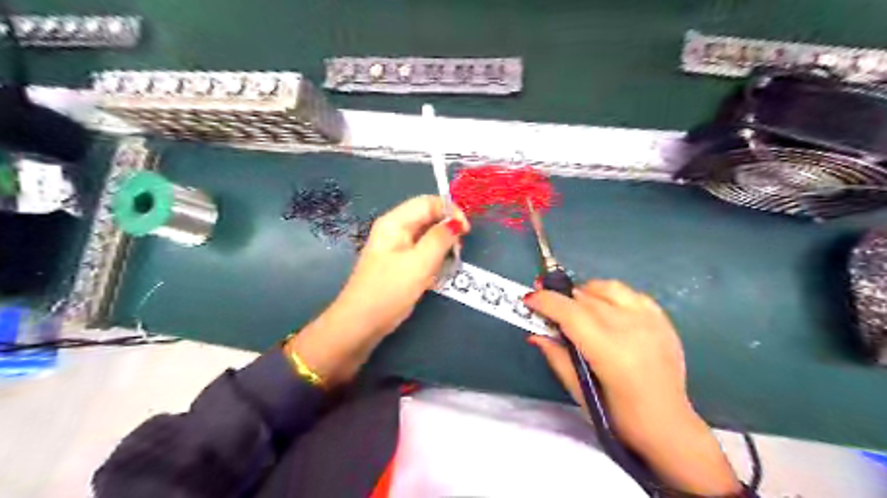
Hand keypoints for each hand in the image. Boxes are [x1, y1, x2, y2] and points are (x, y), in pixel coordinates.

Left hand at [334, 194, 470, 334]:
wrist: (361, 324)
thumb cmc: (390, 290)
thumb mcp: (420, 262)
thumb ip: (440, 238)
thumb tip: (456, 223)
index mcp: (395, 222)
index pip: (428, 202)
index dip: (451, 211)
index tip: (466, 232)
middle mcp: (395, 229)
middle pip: (428, 218)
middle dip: (446, 232)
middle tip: (456, 254)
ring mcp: (396, 247)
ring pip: (427, 238)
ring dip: (441, 250)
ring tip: (444, 269)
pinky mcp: (399, 264)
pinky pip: (422, 253)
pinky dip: (433, 261)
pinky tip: (434, 277)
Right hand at [525, 282, 742, 494]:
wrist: (669, 426)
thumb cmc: (619, 417)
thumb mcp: (580, 392)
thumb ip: (557, 357)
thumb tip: (535, 333)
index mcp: (610, 351)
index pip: (570, 313)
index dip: (546, 301)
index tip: (528, 299)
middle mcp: (631, 328)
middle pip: (585, 297)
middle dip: (560, 297)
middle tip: (545, 305)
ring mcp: (650, 321)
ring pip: (607, 288)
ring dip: (584, 292)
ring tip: (575, 306)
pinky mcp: (662, 319)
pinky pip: (629, 293)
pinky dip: (610, 295)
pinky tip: (604, 309)